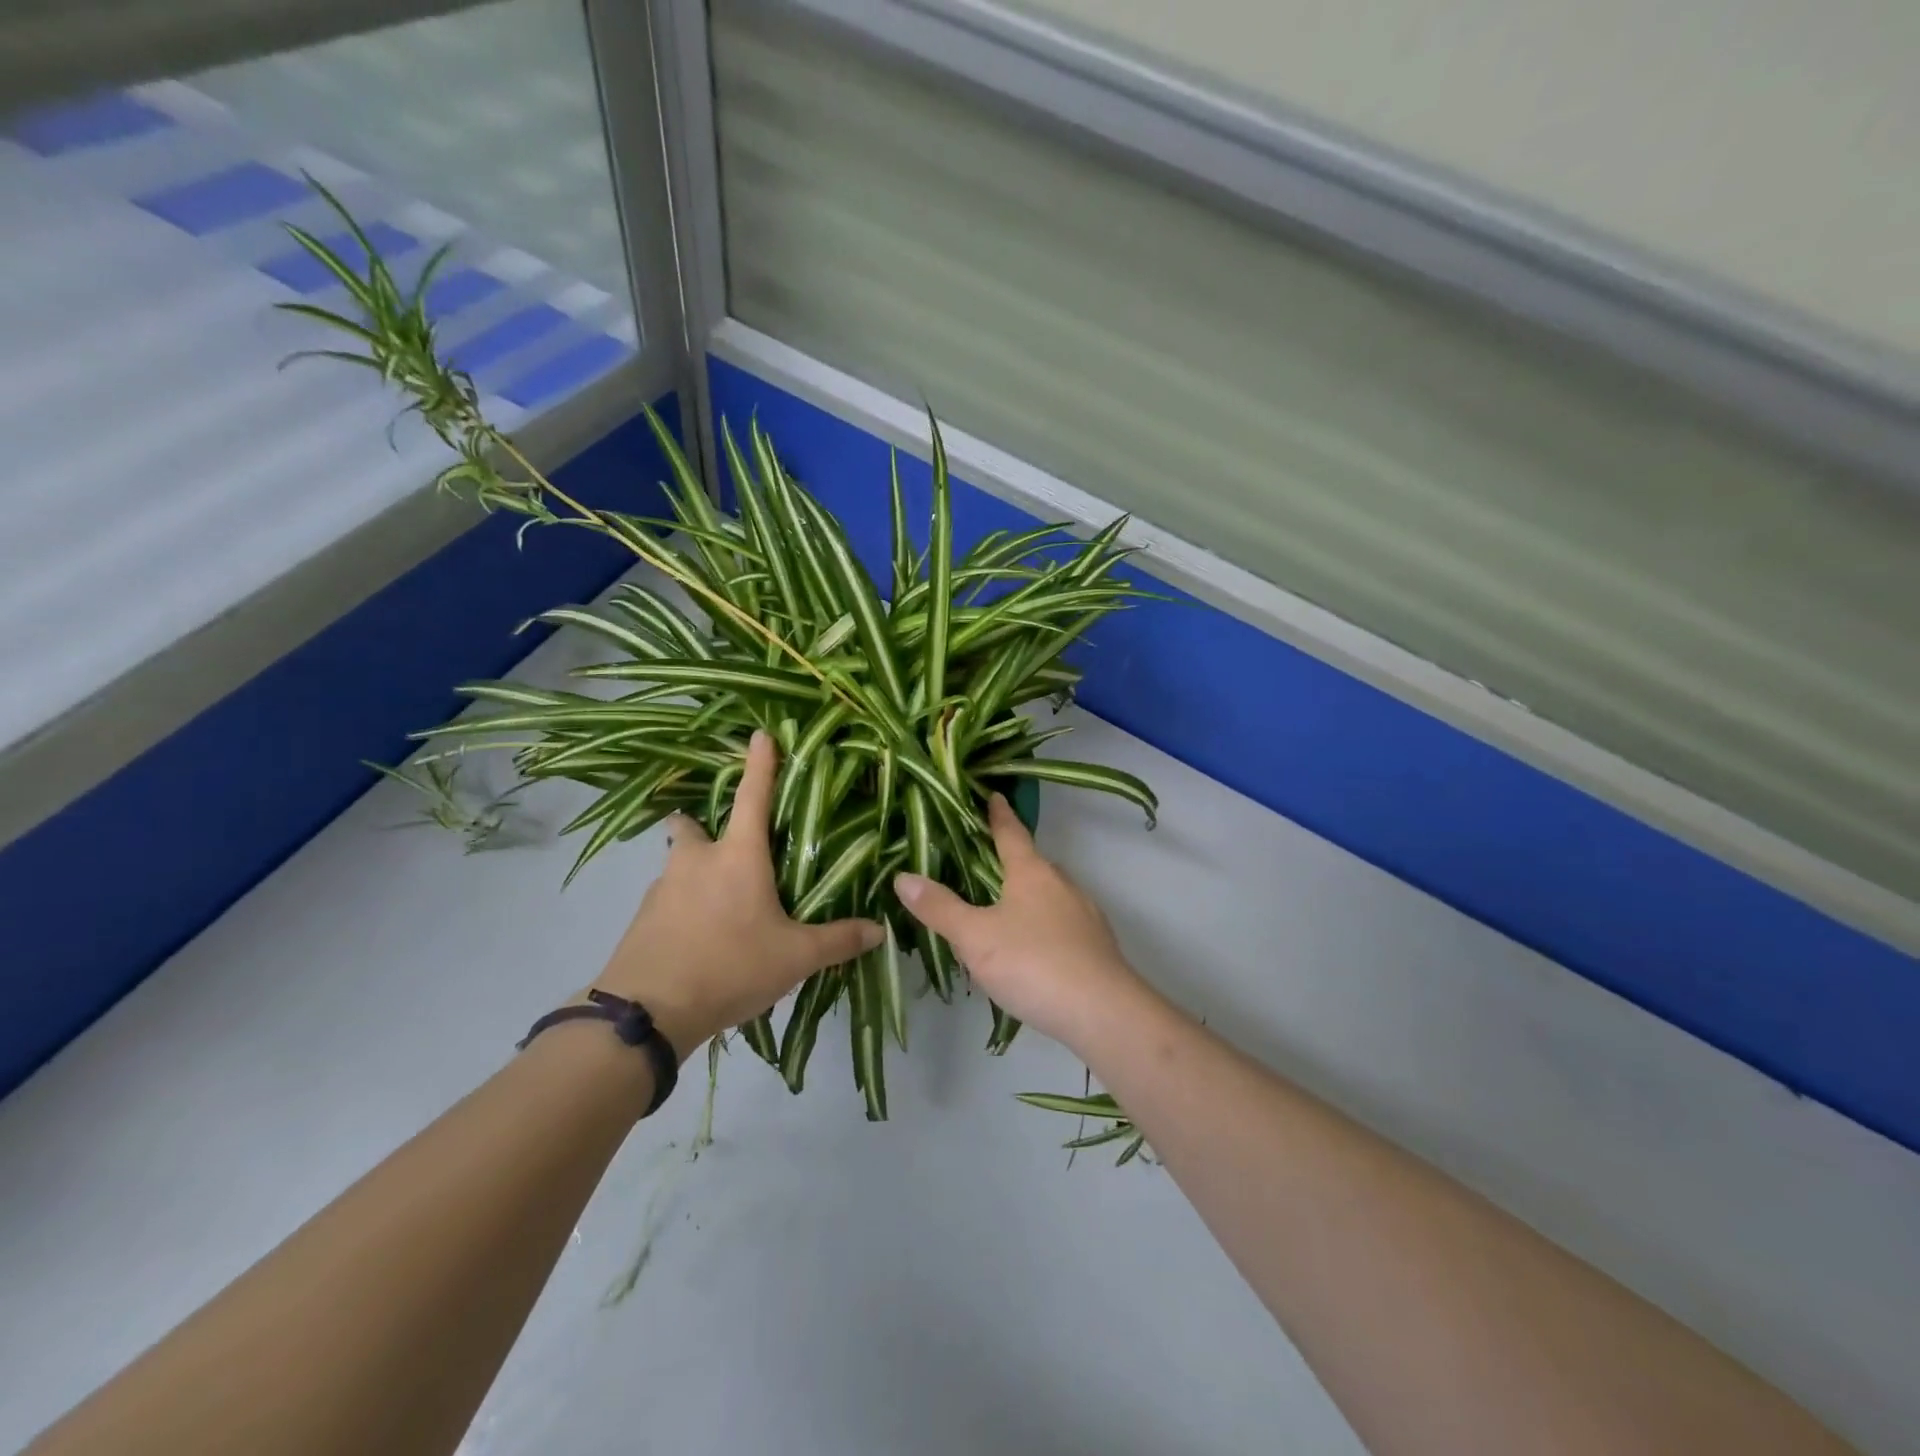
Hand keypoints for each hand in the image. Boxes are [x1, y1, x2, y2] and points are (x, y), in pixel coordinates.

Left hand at [593, 730, 883, 1058]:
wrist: (647, 1013)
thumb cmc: (730, 966)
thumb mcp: (794, 958)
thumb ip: (838, 940)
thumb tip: (880, 930)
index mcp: (738, 856)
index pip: (753, 796)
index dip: (760, 764)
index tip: (760, 733)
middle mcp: (697, 861)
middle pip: (691, 827)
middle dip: (700, 825)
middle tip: (722, 845)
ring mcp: (662, 889)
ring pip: (677, 866)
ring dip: (693, 873)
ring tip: (719, 908)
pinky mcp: (640, 919)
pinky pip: (665, 901)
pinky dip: (681, 909)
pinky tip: (697, 939)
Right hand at [893, 794, 1141, 1050]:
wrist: (1103, 1012)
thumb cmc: (1033, 963)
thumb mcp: (975, 937)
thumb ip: (939, 908)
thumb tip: (903, 876)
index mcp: (1032, 872)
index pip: (1011, 833)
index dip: (998, 815)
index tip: (994, 796)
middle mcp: (1062, 884)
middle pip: (1032, 864)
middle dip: (1009, 862)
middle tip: (980, 867)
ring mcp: (1084, 914)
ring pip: (1048, 895)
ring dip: (1025, 898)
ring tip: (1000, 914)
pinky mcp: (1096, 945)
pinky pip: (1061, 924)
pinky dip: (1042, 927)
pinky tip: (1030, 952)